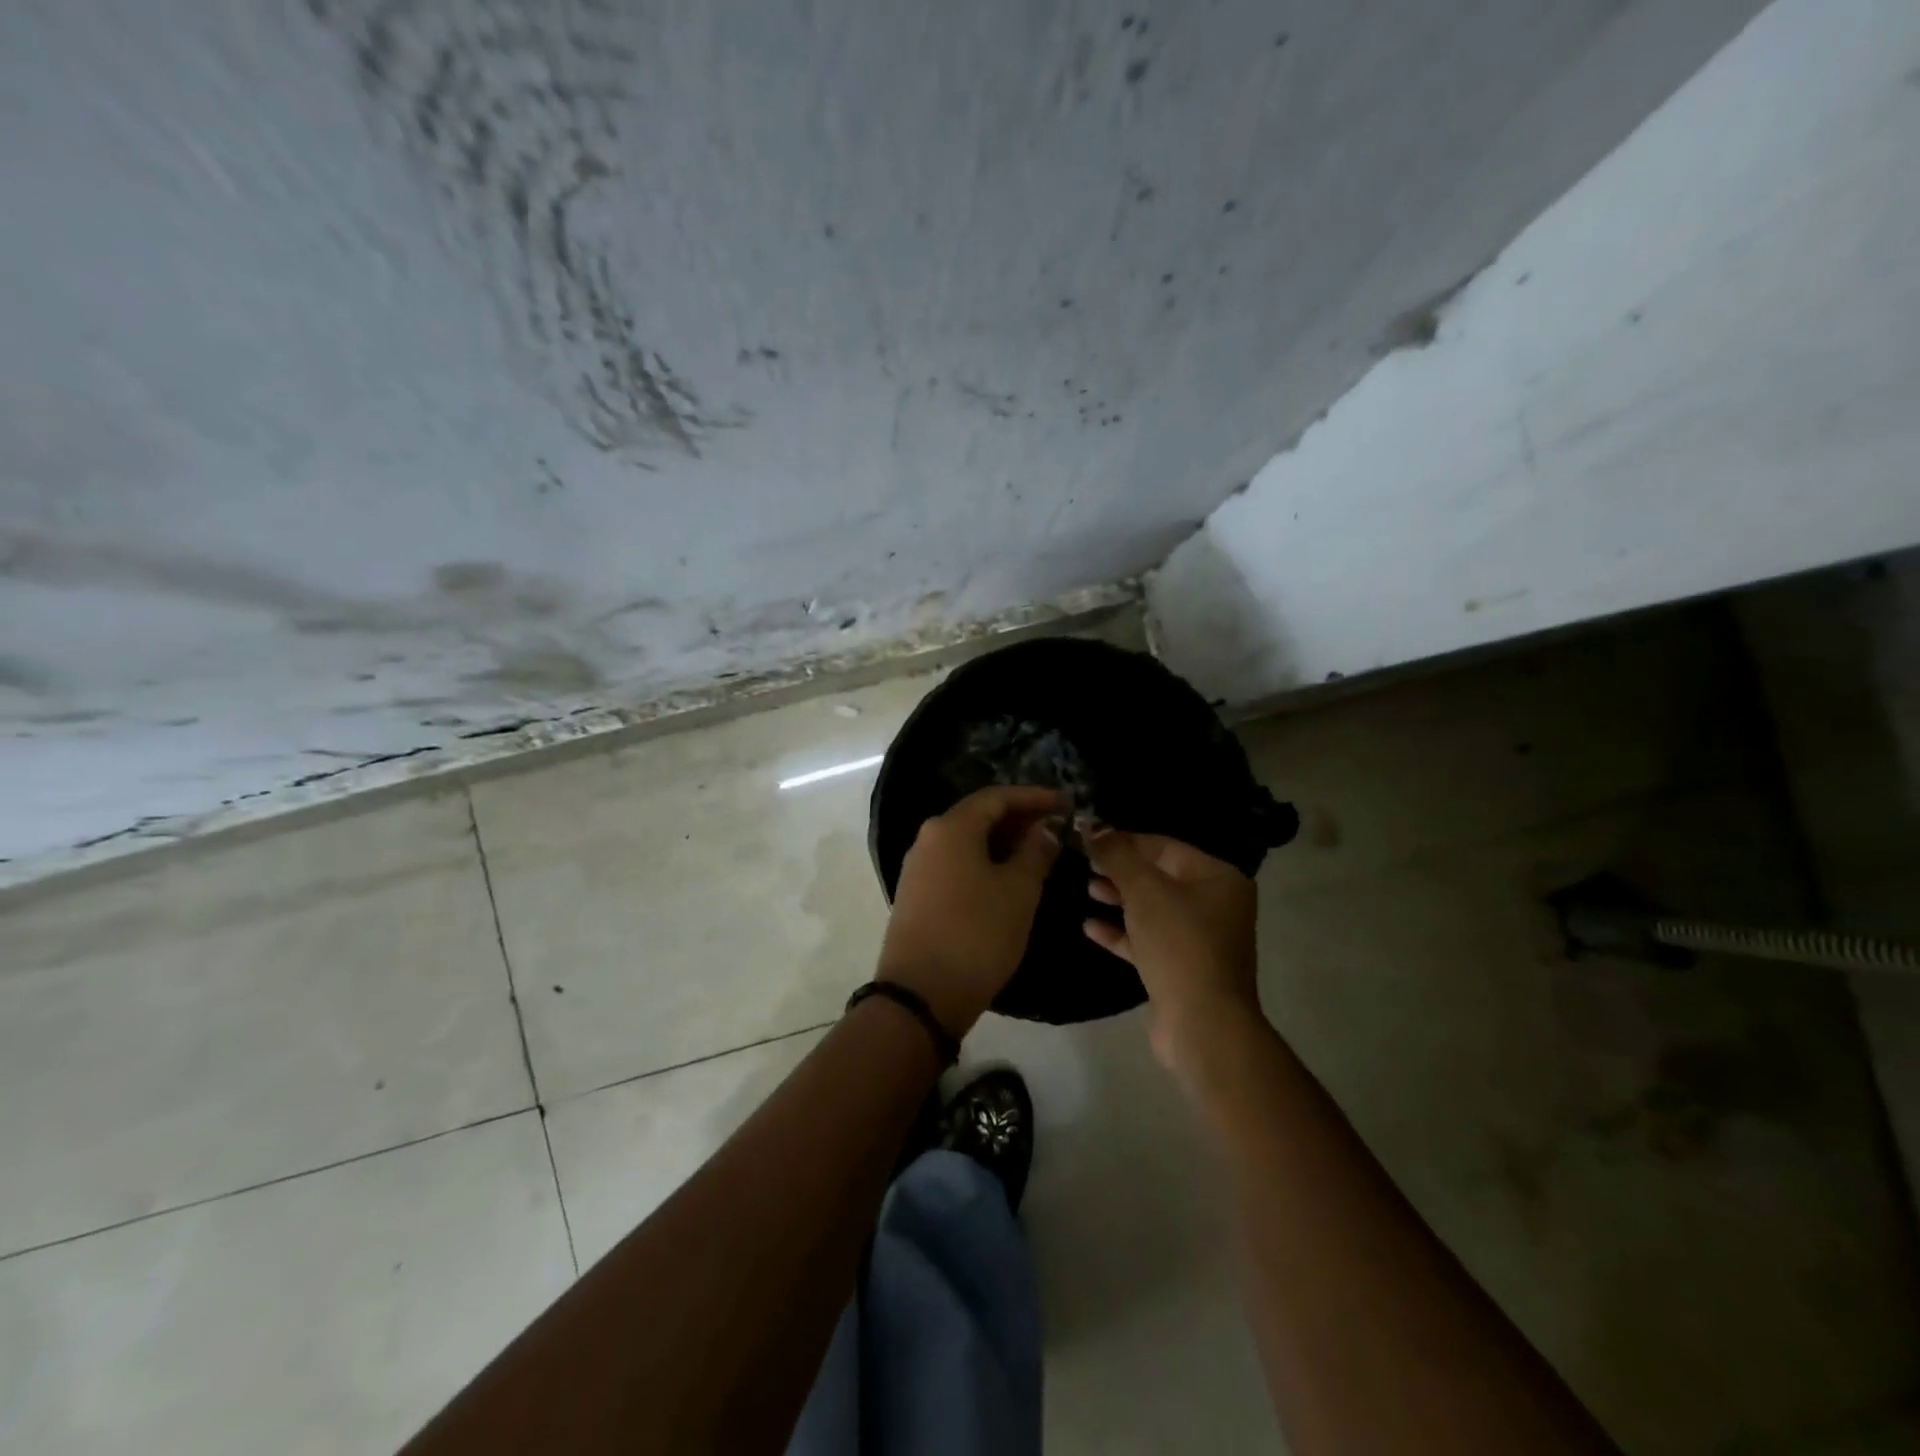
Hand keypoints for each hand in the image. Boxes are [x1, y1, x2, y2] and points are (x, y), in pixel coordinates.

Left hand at [877, 785, 1064, 1035]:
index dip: (1034, 797)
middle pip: (978, 816)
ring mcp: (918, 867)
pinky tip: (1006, 878)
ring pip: (966, 841)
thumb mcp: (1018, 892)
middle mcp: (928, 838)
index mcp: (951, 828)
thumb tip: (1043, 830)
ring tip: (1037, 853)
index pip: (997, 797)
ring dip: (1002, 842)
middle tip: (1055, 827)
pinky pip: (955, 863)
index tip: (1066, 802)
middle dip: (1018, 819)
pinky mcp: (916, 894)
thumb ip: (1035, 853)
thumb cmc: (977, 935)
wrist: (920, 995)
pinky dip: (984, 862)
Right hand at [1083, 827, 1261, 1072]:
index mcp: (1217, 878)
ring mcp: (1199, 939)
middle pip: (1159, 876)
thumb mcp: (1144, 891)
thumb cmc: (1178, 944)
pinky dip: (1121, 932)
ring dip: (1119, 899)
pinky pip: (1148, 940)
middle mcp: (1215, 904)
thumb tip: (1091, 826)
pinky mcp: (1181, 968)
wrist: (1202, 1024)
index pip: (1164, 846)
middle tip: (1084, 863)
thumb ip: (1116, 855)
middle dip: (1120, 870)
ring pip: (1152, 909)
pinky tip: (1090, 927)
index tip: (1089, 838)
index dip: (1125, 840)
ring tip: (1086, 889)